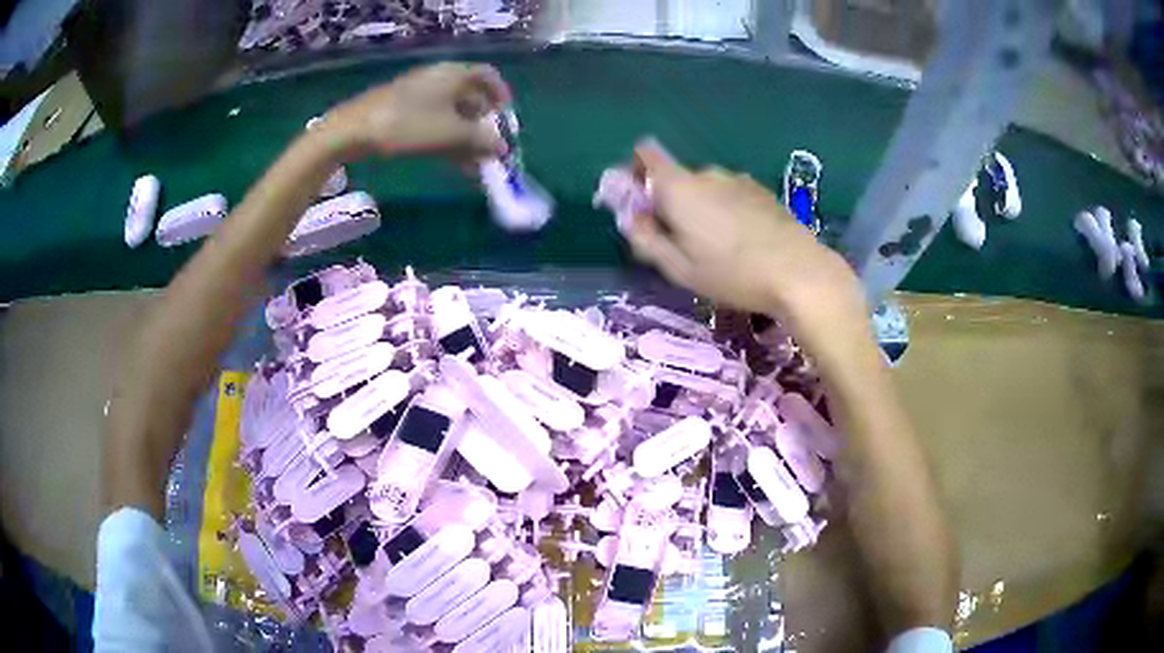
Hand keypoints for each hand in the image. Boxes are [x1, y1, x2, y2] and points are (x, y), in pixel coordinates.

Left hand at [322, 62, 511, 159]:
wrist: (352, 131)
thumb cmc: (408, 125)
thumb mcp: (451, 134)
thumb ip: (481, 140)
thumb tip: (502, 148)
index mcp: (454, 75)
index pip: (487, 75)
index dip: (501, 95)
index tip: (506, 118)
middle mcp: (438, 79)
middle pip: (470, 97)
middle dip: (482, 124)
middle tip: (489, 149)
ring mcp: (418, 94)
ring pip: (451, 113)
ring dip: (465, 137)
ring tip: (472, 165)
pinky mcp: (402, 110)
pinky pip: (433, 121)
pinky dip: (446, 139)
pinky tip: (450, 162)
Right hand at [626, 140, 867, 336]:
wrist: (799, 272)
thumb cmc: (732, 273)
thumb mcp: (678, 268)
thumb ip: (646, 239)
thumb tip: (630, 218)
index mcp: (679, 186)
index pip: (645, 154)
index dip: (634, 170)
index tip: (639, 202)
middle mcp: (707, 173)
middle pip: (676, 178)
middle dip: (669, 203)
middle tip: (678, 243)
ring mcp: (738, 180)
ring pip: (704, 189)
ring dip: (700, 209)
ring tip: (715, 248)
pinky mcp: (761, 191)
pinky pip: (730, 195)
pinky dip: (725, 211)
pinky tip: (742, 243)